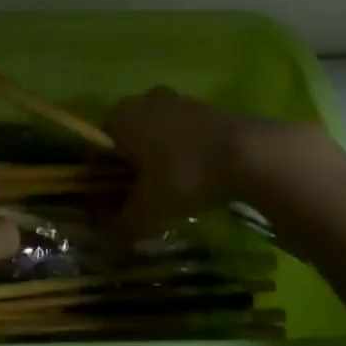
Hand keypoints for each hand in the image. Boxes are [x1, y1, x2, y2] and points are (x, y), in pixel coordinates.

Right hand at [105, 87, 323, 237]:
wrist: (246, 153)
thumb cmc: (184, 173)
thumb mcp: (149, 208)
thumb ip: (122, 225)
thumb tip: (101, 245)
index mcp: (121, 115)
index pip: (99, 143)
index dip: (102, 174)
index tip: (111, 201)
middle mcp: (144, 100)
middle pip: (129, 136)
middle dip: (132, 166)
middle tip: (140, 199)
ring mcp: (178, 100)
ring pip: (158, 134)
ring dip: (159, 159)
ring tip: (169, 193)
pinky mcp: (206, 108)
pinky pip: (184, 134)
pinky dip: (184, 153)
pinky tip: (195, 179)